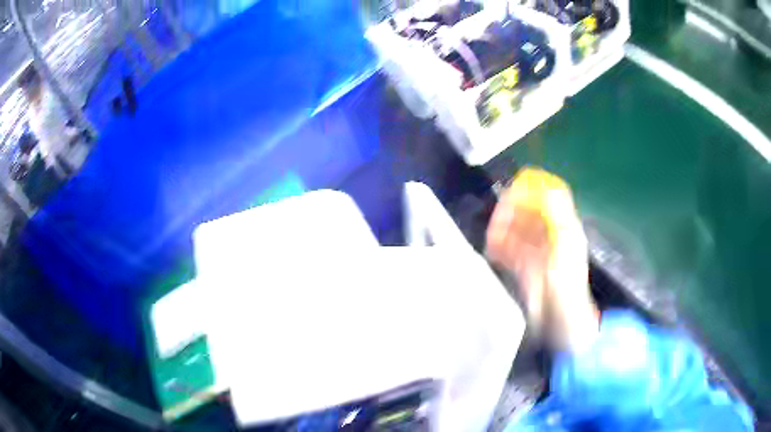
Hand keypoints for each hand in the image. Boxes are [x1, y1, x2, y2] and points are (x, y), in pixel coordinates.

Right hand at [486, 168, 598, 352]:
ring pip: (515, 229)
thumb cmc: (567, 281)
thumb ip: (558, 215)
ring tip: (492, 235)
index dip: (534, 188)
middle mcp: (549, 235)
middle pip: (528, 211)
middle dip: (512, 210)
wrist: (560, 318)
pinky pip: (508, 249)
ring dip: (502, 228)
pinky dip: (499, 246)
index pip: (550, 196)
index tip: (515, 188)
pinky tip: (492, 248)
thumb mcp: (566, 245)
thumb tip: (550, 187)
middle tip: (498, 218)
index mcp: (563, 226)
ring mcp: (535, 250)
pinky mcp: (524, 266)